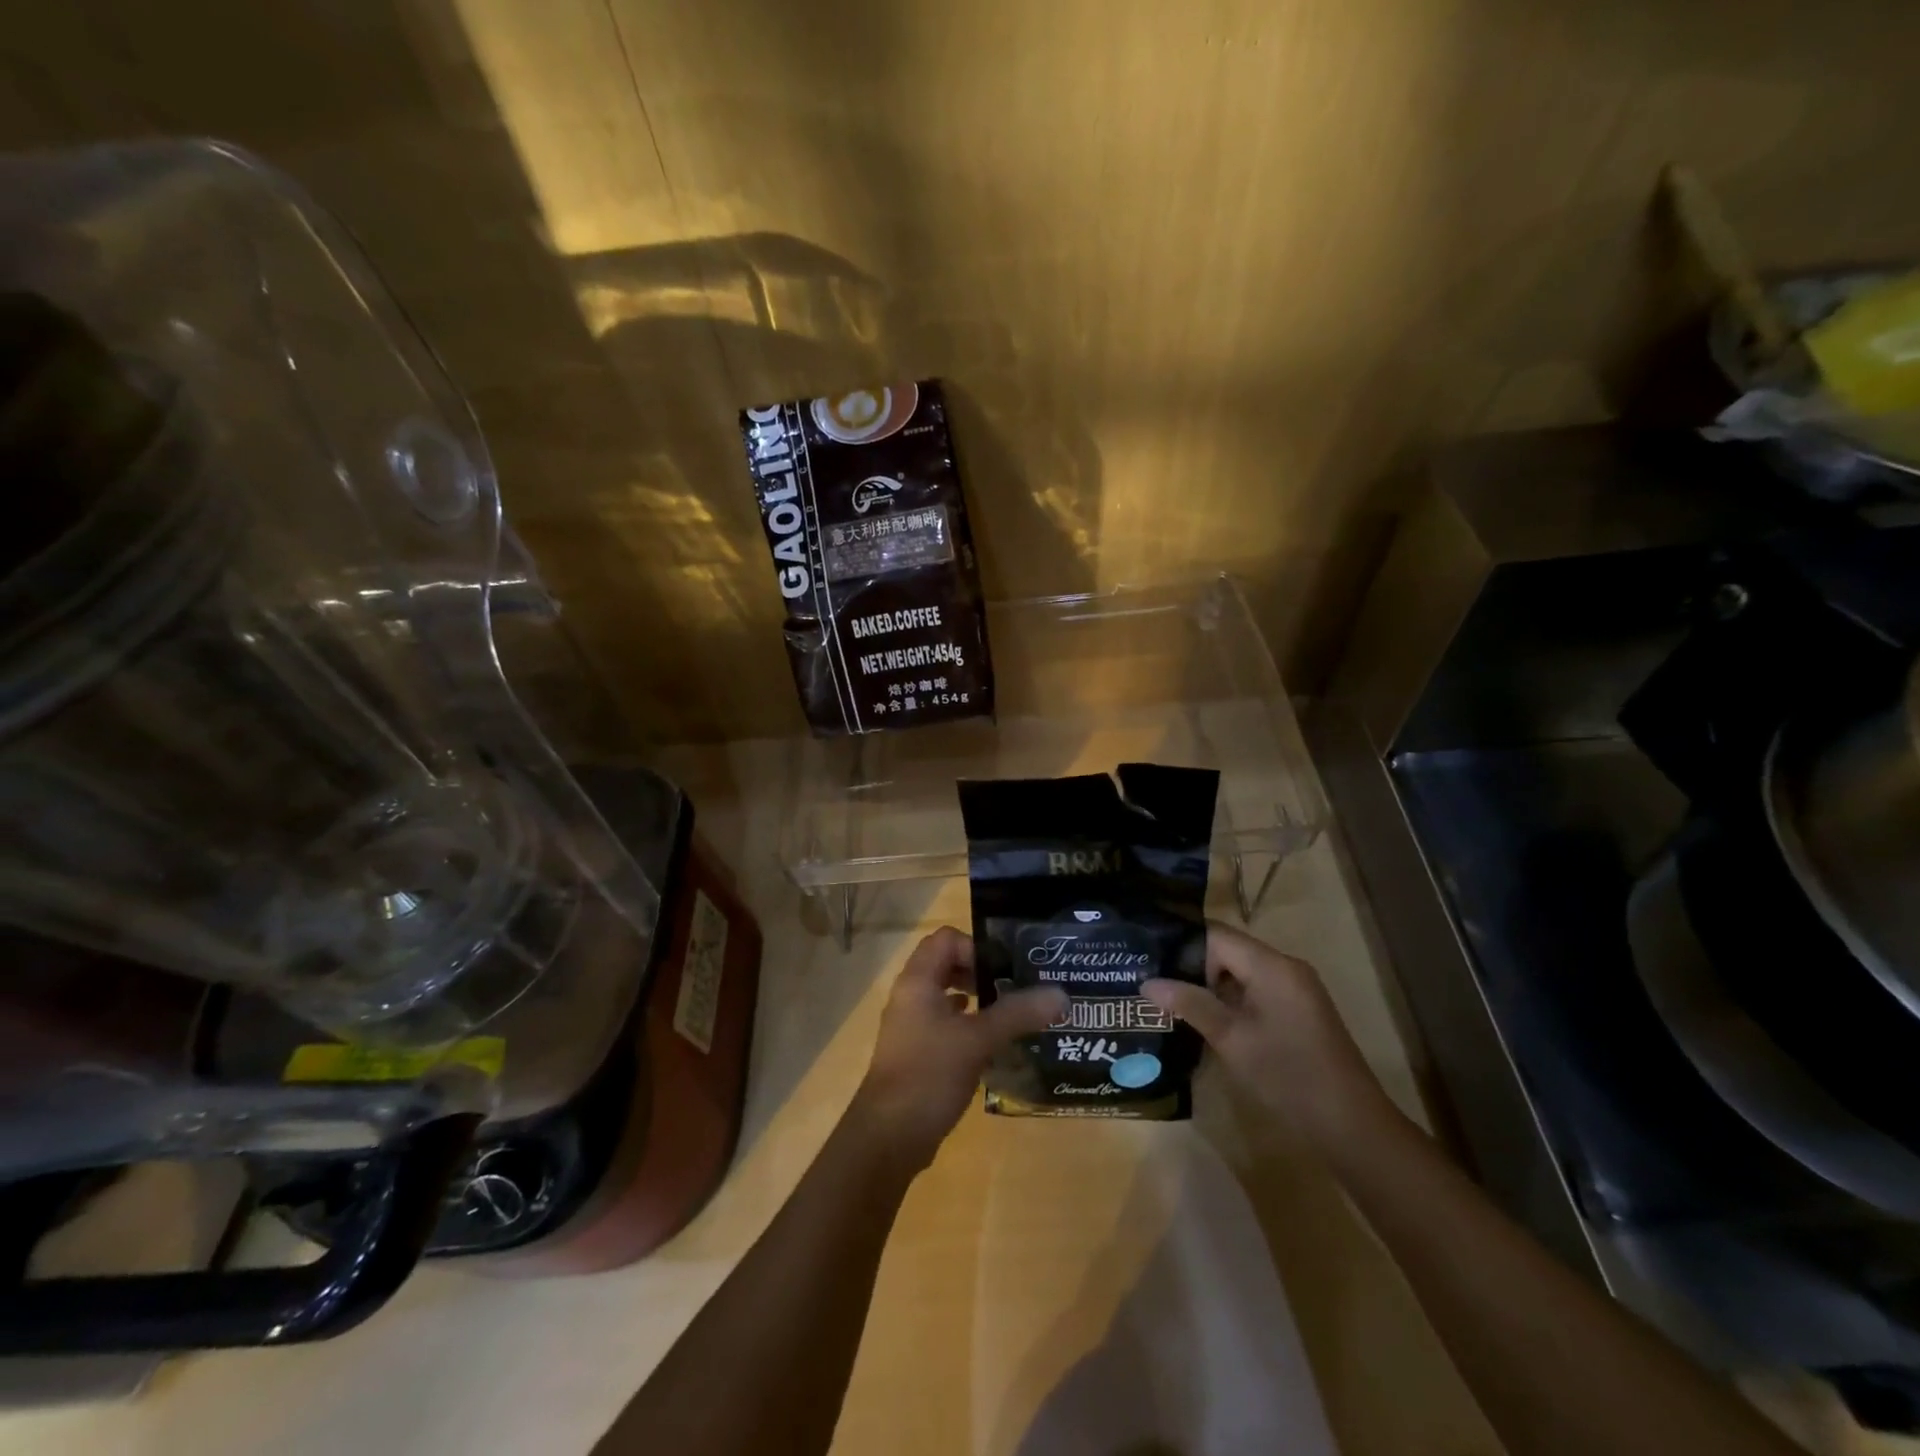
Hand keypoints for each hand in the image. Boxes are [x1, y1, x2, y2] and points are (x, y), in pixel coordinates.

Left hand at [852, 927, 1066, 1167]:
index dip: (976, 948)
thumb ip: (1017, 1014)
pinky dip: (969, 1027)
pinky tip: (992, 1044)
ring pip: (947, 997)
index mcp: (917, 981)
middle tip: (1015, 989)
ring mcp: (911, 1026)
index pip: (946, 940)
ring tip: (1011, 1015)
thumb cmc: (929, 1074)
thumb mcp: (978, 1040)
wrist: (889, 1137)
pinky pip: (946, 1025)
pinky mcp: (917, 1053)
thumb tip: (1061, 995)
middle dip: (982, 973)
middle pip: (947, 965)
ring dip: (978, 1001)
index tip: (1005, 971)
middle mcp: (910, 996)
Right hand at [1142, 922, 1390, 1144]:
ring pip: (1240, 973)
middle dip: (1191, 966)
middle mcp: (1285, 967)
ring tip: (1170, 1002)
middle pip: (1228, 951)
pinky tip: (1205, 1021)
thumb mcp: (1232, 1039)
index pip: (1216, 935)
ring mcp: (1294, 990)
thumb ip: (1190, 1004)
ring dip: (1209, 986)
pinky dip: (1229, 1000)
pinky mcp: (1298, 1011)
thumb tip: (1147, 982)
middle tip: (1154, 984)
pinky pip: (1255, 991)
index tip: (1150, 962)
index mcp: (1272, 965)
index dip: (1182, 945)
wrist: (1352, 1126)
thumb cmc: (1288, 1076)